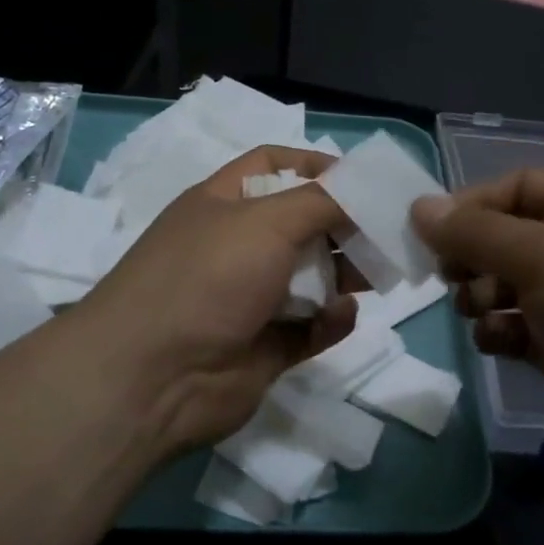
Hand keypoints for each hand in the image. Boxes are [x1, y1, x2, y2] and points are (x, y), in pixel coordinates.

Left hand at [64, 146, 356, 461]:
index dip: (318, 166)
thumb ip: (322, 200)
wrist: (154, 378)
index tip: (364, 181)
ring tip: (379, 274)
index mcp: (225, 204)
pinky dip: (332, 319)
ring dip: (347, 273)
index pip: (275, 167)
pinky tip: (341, 315)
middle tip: (389, 233)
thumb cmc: (208, 278)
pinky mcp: (267, 346)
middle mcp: (238, 246)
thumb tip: (362, 189)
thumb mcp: (266, 221)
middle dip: (346, 225)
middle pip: (304, 223)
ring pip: (313, 277)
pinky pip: (312, 326)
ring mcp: (251, 299)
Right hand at [411, 169, 543, 475]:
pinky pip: (516, 327)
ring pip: (506, 285)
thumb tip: (419, 207)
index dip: (473, 204)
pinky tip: (496, 344)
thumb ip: (476, 232)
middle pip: (507, 236)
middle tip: (450, 278)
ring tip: (476, 312)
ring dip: (481, 295)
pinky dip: (498, 332)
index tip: (434, 233)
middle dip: (473, 255)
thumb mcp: (543, 257)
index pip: (518, 186)